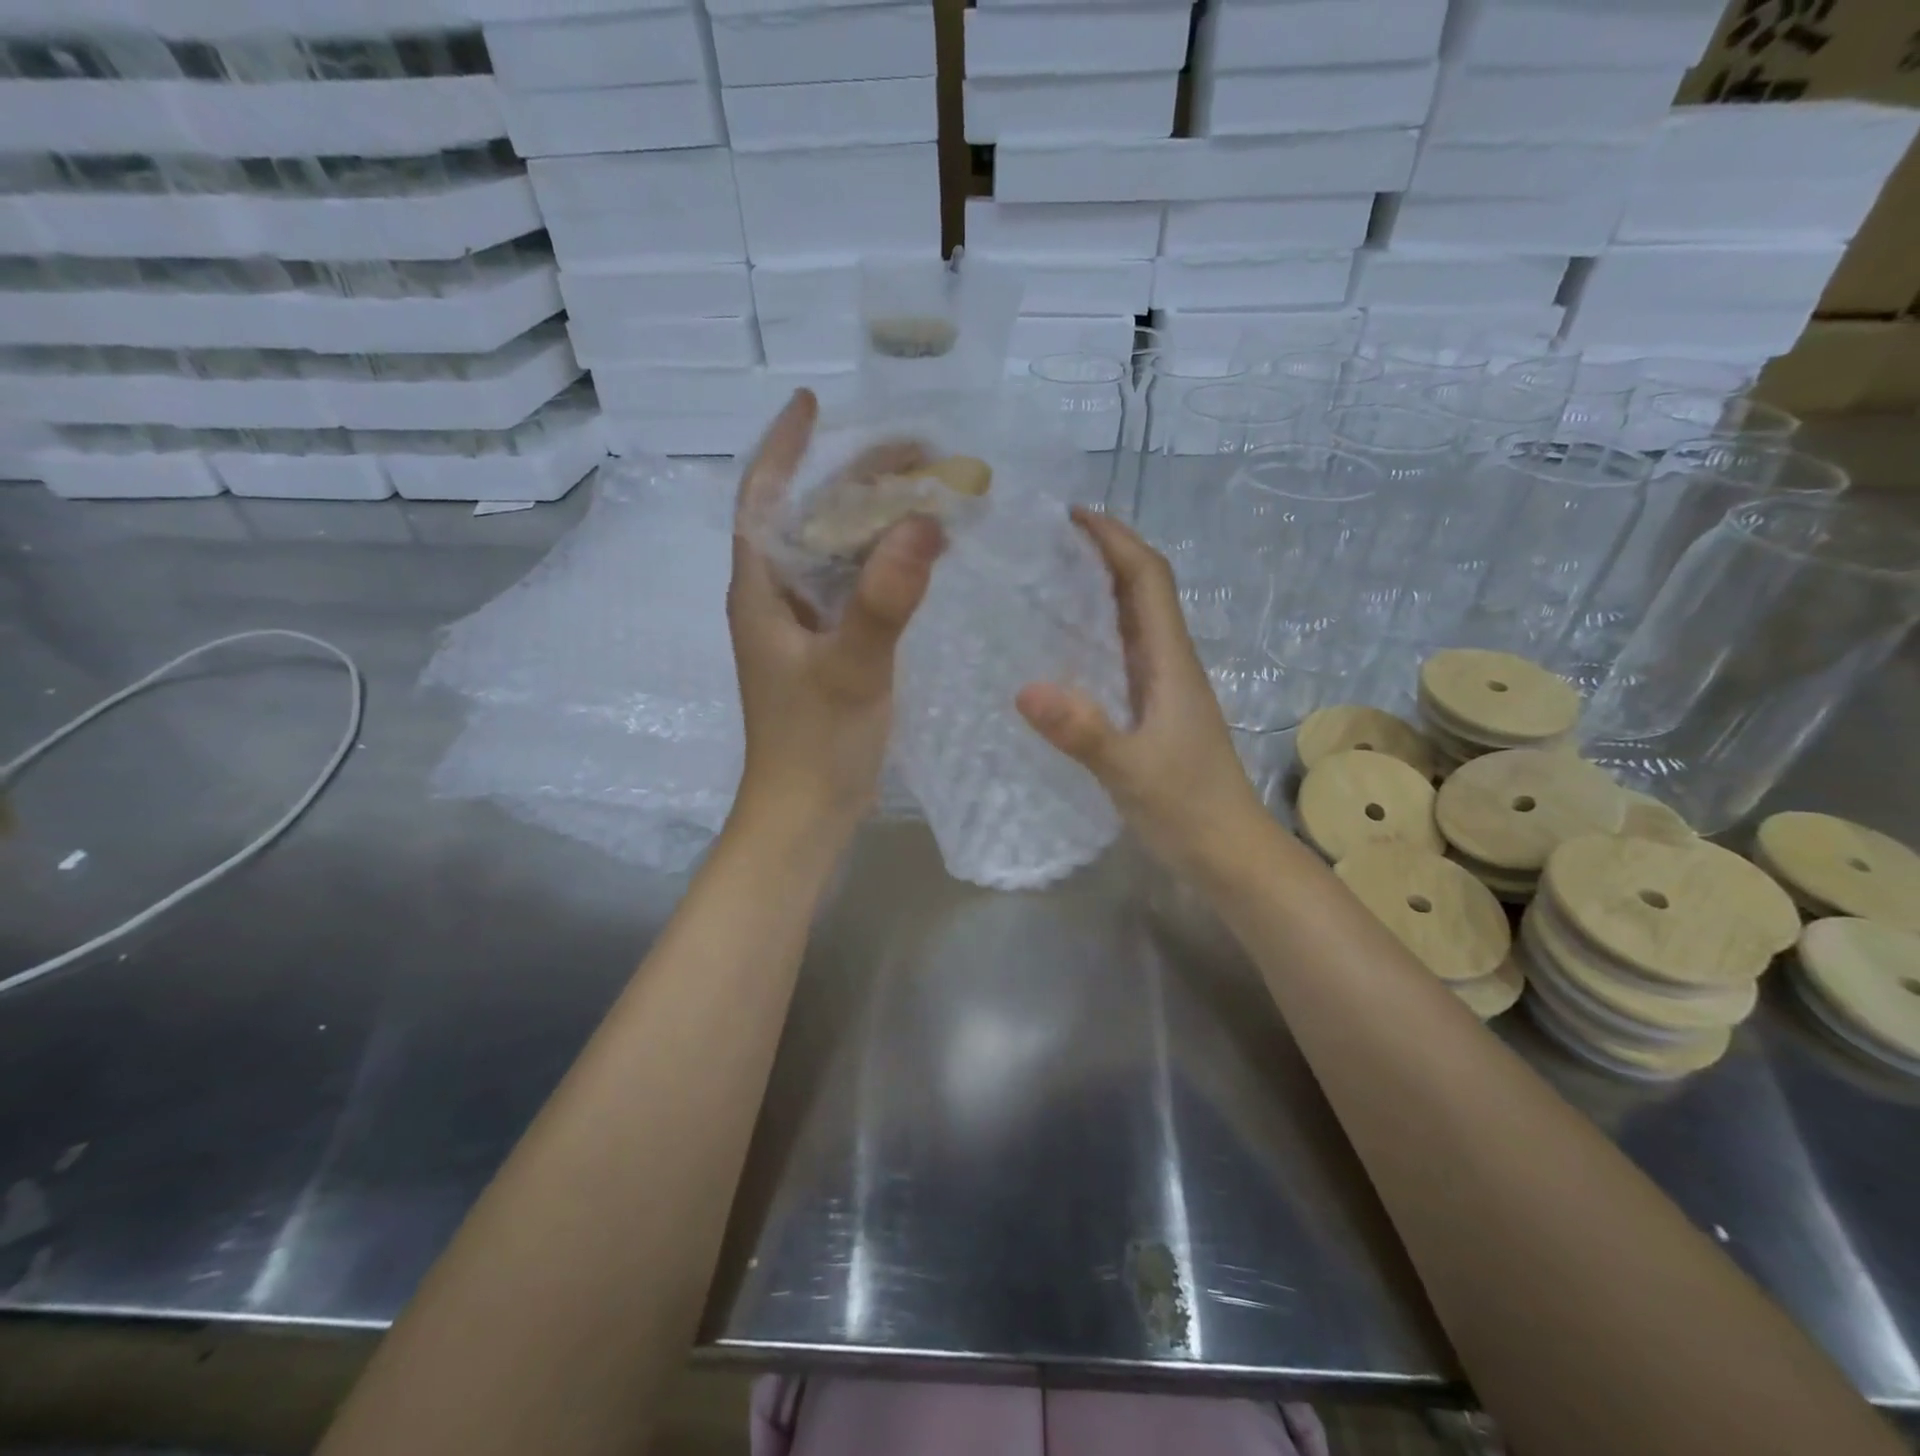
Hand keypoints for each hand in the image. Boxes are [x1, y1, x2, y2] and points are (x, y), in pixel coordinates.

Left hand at [727, 390, 944, 844]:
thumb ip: (884, 600)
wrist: (806, 813)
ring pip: (836, 553)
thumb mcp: (851, 668)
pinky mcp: (829, 649)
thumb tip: (925, 522)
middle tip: (918, 454)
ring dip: (876, 521)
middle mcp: (776, 597)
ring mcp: (803, 625)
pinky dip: (885, 564)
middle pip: (810, 518)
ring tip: (929, 493)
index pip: (763, 497)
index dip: (784, 446)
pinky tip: (921, 557)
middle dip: (856, 479)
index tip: (813, 401)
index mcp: (761, 590)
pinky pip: (855, 588)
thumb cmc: (814, 744)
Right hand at [1016, 508, 1268, 877]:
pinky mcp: (1153, 714)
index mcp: (1171, 662)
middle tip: (1045, 543)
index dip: (1116, 540)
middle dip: (1104, 555)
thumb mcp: (1131, 772)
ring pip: (1133, 622)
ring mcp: (1164, 689)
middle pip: (1143, 590)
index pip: (1148, 579)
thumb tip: (1024, 688)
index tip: (1072, 516)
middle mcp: (1170, 664)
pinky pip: (1122, 656)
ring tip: (1045, 581)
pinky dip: (1095, 635)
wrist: (1230, 856)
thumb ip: (1083, 732)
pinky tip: (1061, 650)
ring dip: (1100, 591)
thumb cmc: (1189, 810)